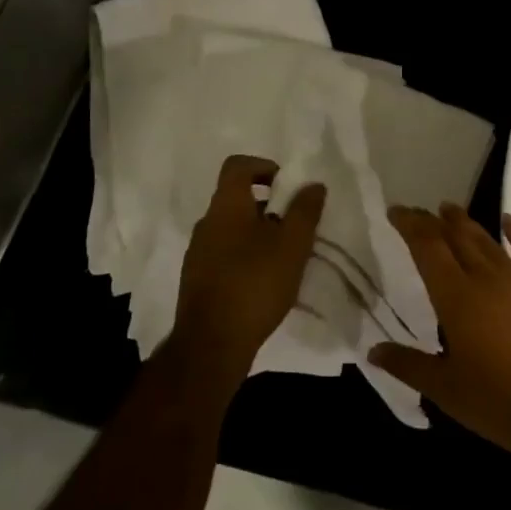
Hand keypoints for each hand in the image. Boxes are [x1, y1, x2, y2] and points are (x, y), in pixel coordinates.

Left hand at [172, 154, 325, 388]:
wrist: (211, 344)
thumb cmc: (255, 283)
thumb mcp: (293, 244)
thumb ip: (305, 210)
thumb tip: (313, 184)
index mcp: (226, 206)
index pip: (238, 166)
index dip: (264, 167)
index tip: (287, 187)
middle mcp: (206, 223)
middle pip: (237, 198)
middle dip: (268, 206)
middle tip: (294, 226)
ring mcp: (198, 253)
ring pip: (231, 228)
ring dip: (258, 233)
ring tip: (284, 257)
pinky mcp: (197, 280)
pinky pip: (224, 254)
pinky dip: (245, 256)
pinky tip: (264, 282)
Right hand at [370, 205, 510, 454]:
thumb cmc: (497, 400)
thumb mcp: (445, 389)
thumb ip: (407, 365)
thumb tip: (373, 350)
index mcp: (455, 298)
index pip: (427, 249)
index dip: (410, 226)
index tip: (396, 211)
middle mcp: (485, 278)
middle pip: (456, 238)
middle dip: (434, 222)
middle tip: (420, 211)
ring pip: (487, 241)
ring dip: (467, 223)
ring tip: (450, 210)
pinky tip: (508, 220)